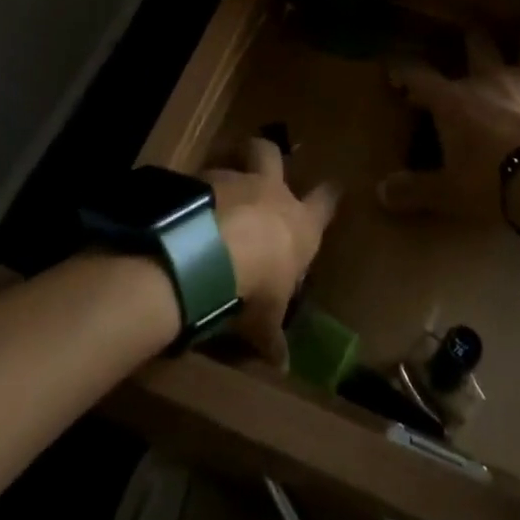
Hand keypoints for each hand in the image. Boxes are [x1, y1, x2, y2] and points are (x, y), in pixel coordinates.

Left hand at [205, 137, 338, 365]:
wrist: (210, 251)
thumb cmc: (255, 285)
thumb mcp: (266, 319)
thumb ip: (273, 337)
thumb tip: (283, 365)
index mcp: (298, 223)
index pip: (324, 203)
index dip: (329, 195)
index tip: (334, 186)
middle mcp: (269, 191)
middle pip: (271, 154)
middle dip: (267, 154)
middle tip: (258, 159)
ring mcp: (233, 180)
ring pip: (232, 162)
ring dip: (224, 177)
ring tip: (212, 195)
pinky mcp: (199, 179)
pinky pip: (199, 180)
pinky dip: (194, 192)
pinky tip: (185, 209)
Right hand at [379, 27, 519, 226]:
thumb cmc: (494, 183)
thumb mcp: (450, 194)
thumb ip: (416, 190)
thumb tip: (382, 193)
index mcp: (454, 100)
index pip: (419, 75)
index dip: (404, 71)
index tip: (397, 72)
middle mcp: (491, 80)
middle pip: (478, 43)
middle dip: (473, 41)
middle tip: (472, 46)